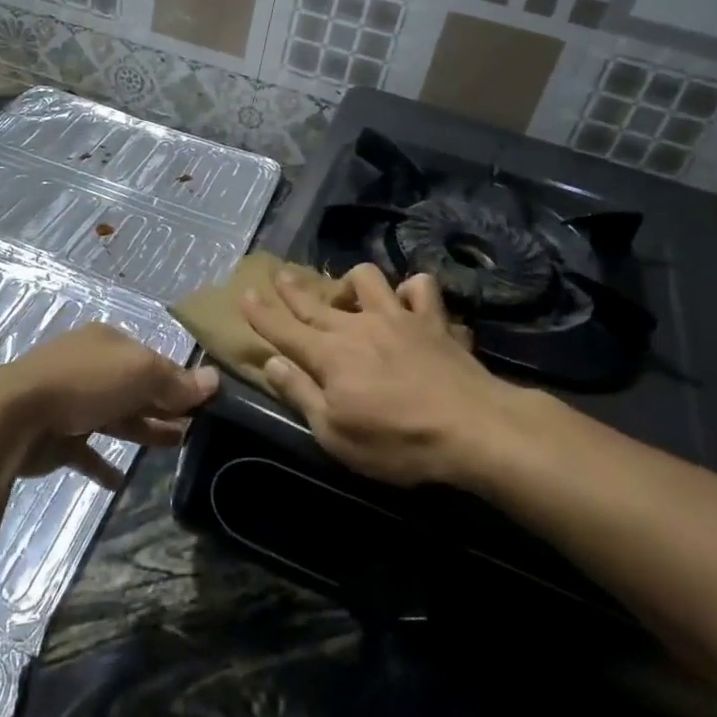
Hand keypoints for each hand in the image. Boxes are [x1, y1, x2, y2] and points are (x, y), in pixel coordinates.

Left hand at [0, 323, 217, 488]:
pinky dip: (104, 464)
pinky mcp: (57, 436)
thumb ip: (176, 380)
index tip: (204, 404)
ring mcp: (70, 401)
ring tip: (175, 448)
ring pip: (116, 416)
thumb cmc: (84, 383)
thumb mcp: (140, 373)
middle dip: (164, 406)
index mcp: (108, 343)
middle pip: (135, 387)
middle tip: (195, 429)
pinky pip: (87, 451)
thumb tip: (214, 380)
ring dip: (144, 430)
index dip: (179, 380)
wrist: (15, 417)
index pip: (153, 359)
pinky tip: (121, 480)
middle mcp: (89, 366)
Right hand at [243, 264, 548, 486]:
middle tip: (279, 274)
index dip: (261, 313)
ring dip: (353, 284)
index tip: (245, 294)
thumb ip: (301, 394)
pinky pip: (420, 288)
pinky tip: (407, 302)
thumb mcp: (335, 433)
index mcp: (329, 355)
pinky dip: (411, 291)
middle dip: (292, 289)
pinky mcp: (433, 320)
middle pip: (316, 302)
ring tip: (350, 297)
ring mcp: (397, 317)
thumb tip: (273, 363)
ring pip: (367, 279)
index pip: (284, 329)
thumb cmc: (397, 442)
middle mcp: (358, 326)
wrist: (471, 428)